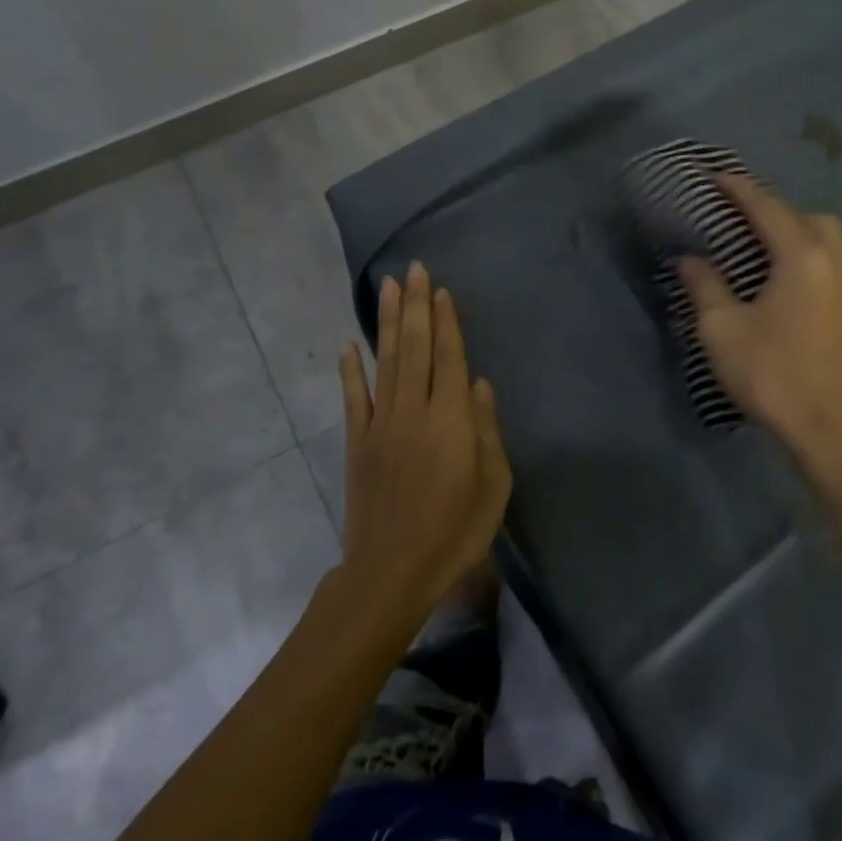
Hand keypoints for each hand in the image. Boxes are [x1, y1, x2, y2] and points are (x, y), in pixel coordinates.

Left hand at [335, 262, 512, 633]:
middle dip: (416, 305)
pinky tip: (349, 344)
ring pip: (386, 361)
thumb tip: (479, 384)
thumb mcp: (493, 486)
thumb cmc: (455, 532)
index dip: (447, 321)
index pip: (449, 357)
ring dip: (387, 321)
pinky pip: (353, 397)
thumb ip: (487, 430)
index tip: (442, 290)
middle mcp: (413, 409)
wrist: (391, 572)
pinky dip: (350, 370)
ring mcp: (380, 423)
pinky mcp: (357, 442)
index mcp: (450, 419)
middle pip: (416, 347)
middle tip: (414, 268)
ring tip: (388, 286)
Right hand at [677, 176, 841, 505]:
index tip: (717, 176)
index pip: (768, 208)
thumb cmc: (771, 375)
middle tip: (743, 222)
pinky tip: (791, 287)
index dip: (740, 188)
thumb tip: (689, 258)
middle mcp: (838, 263)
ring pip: (832, 241)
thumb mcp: (722, 329)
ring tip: (767, 252)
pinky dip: (814, 260)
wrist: (831, 432)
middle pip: (810, 217)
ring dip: (800, 234)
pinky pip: (839, 267)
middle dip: (776, 210)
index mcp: (802, 258)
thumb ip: (704, 285)